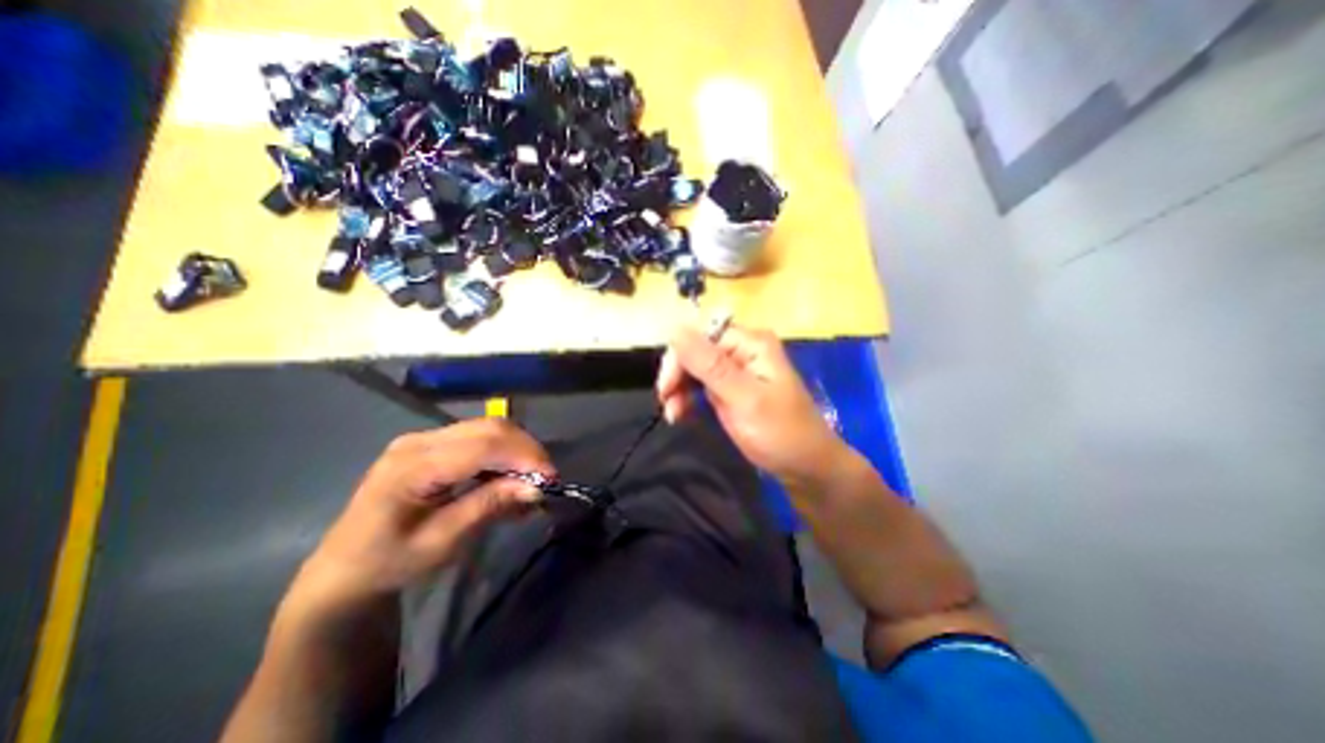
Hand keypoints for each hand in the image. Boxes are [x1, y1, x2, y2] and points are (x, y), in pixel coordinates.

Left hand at [289, 417, 557, 614]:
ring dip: (518, 449)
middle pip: (489, 428)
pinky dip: (504, 451)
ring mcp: (424, 438)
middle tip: (546, 479)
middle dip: (526, 449)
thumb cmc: (388, 562)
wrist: (344, 569)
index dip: (523, 456)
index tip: (551, 479)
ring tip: (531, 478)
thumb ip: (488, 506)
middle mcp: (419, 441)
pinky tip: (510, 474)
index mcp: (411, 467)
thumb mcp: (440, 543)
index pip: (483, 445)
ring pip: (489, 427)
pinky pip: (480, 436)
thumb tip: (535, 487)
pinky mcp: (432, 443)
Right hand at [653, 320, 846, 485]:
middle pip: (696, 351)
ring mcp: (739, 370)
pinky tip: (682, 413)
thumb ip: (709, 365)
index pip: (701, 336)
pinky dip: (689, 398)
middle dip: (678, 376)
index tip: (666, 389)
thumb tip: (675, 328)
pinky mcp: (734, 389)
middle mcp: (743, 350)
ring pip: (696, 369)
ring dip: (680, 388)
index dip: (679, 357)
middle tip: (668, 405)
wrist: (807, 468)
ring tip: (673, 415)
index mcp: (750, 343)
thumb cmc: (780, 433)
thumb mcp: (743, 399)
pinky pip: (703, 385)